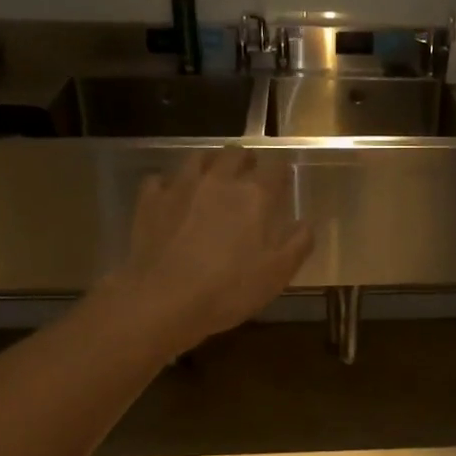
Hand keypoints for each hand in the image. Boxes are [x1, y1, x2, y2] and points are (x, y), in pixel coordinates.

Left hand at [112, 149, 313, 353]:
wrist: (164, 300)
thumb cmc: (229, 289)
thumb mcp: (277, 274)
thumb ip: (298, 244)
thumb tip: (305, 224)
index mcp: (255, 195)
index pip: (275, 167)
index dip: (281, 172)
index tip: (282, 182)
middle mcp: (219, 180)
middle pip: (235, 154)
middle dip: (245, 161)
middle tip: (248, 176)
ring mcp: (181, 186)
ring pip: (198, 157)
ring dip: (210, 163)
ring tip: (212, 179)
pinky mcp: (150, 200)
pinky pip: (160, 179)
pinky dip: (168, 184)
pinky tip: (172, 198)